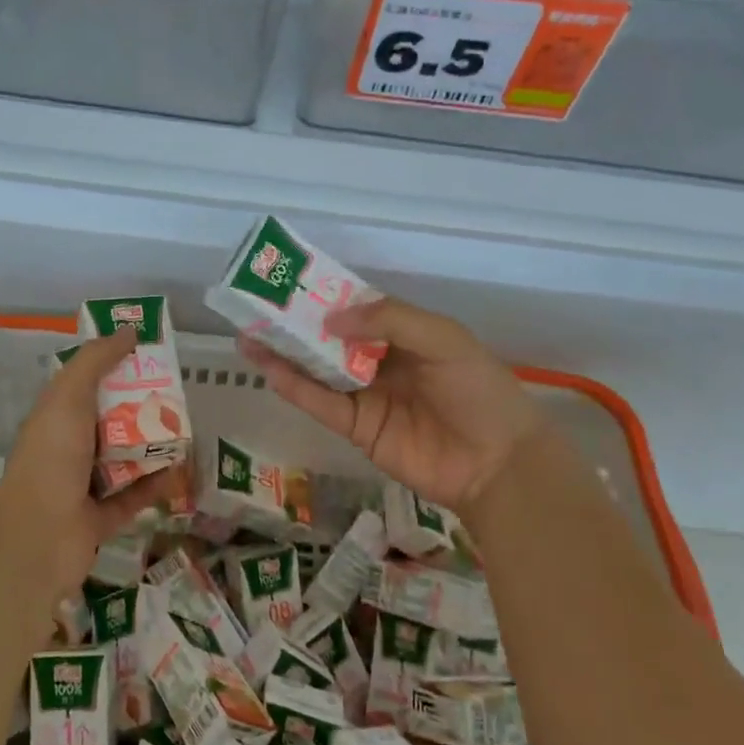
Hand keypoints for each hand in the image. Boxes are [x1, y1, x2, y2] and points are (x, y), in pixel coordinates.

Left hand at [0, 329, 167, 596]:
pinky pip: (136, 496)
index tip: (149, 354)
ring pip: (125, 458)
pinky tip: (181, 469)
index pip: (87, 384)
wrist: (39, 536)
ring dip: (152, 445)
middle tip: (177, 393)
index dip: (115, 367)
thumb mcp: (69, 396)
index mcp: (56, 417)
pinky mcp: (103, 518)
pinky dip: (156, 484)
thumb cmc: (52, 457)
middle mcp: (69, 448)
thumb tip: (128, 330)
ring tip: (186, 428)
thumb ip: (96, 361)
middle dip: (141, 406)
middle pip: (111, 420)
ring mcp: (84, 486)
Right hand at [239, 297, 545, 513]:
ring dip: (283, 352)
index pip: (355, 308)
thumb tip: (330, 317)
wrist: (497, 463)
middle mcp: (378, 360)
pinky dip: (293, 386)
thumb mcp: (442, 339)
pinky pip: (320, 403)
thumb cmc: (477, 390)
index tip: (289, 281)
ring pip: (316, 369)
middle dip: (294, 323)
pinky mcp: (355, 428)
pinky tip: (268, 367)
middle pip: (328, 337)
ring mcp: (364, 395)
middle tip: (254, 306)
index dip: (324, 294)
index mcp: (402, 333)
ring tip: (246, 334)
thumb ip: (389, 320)